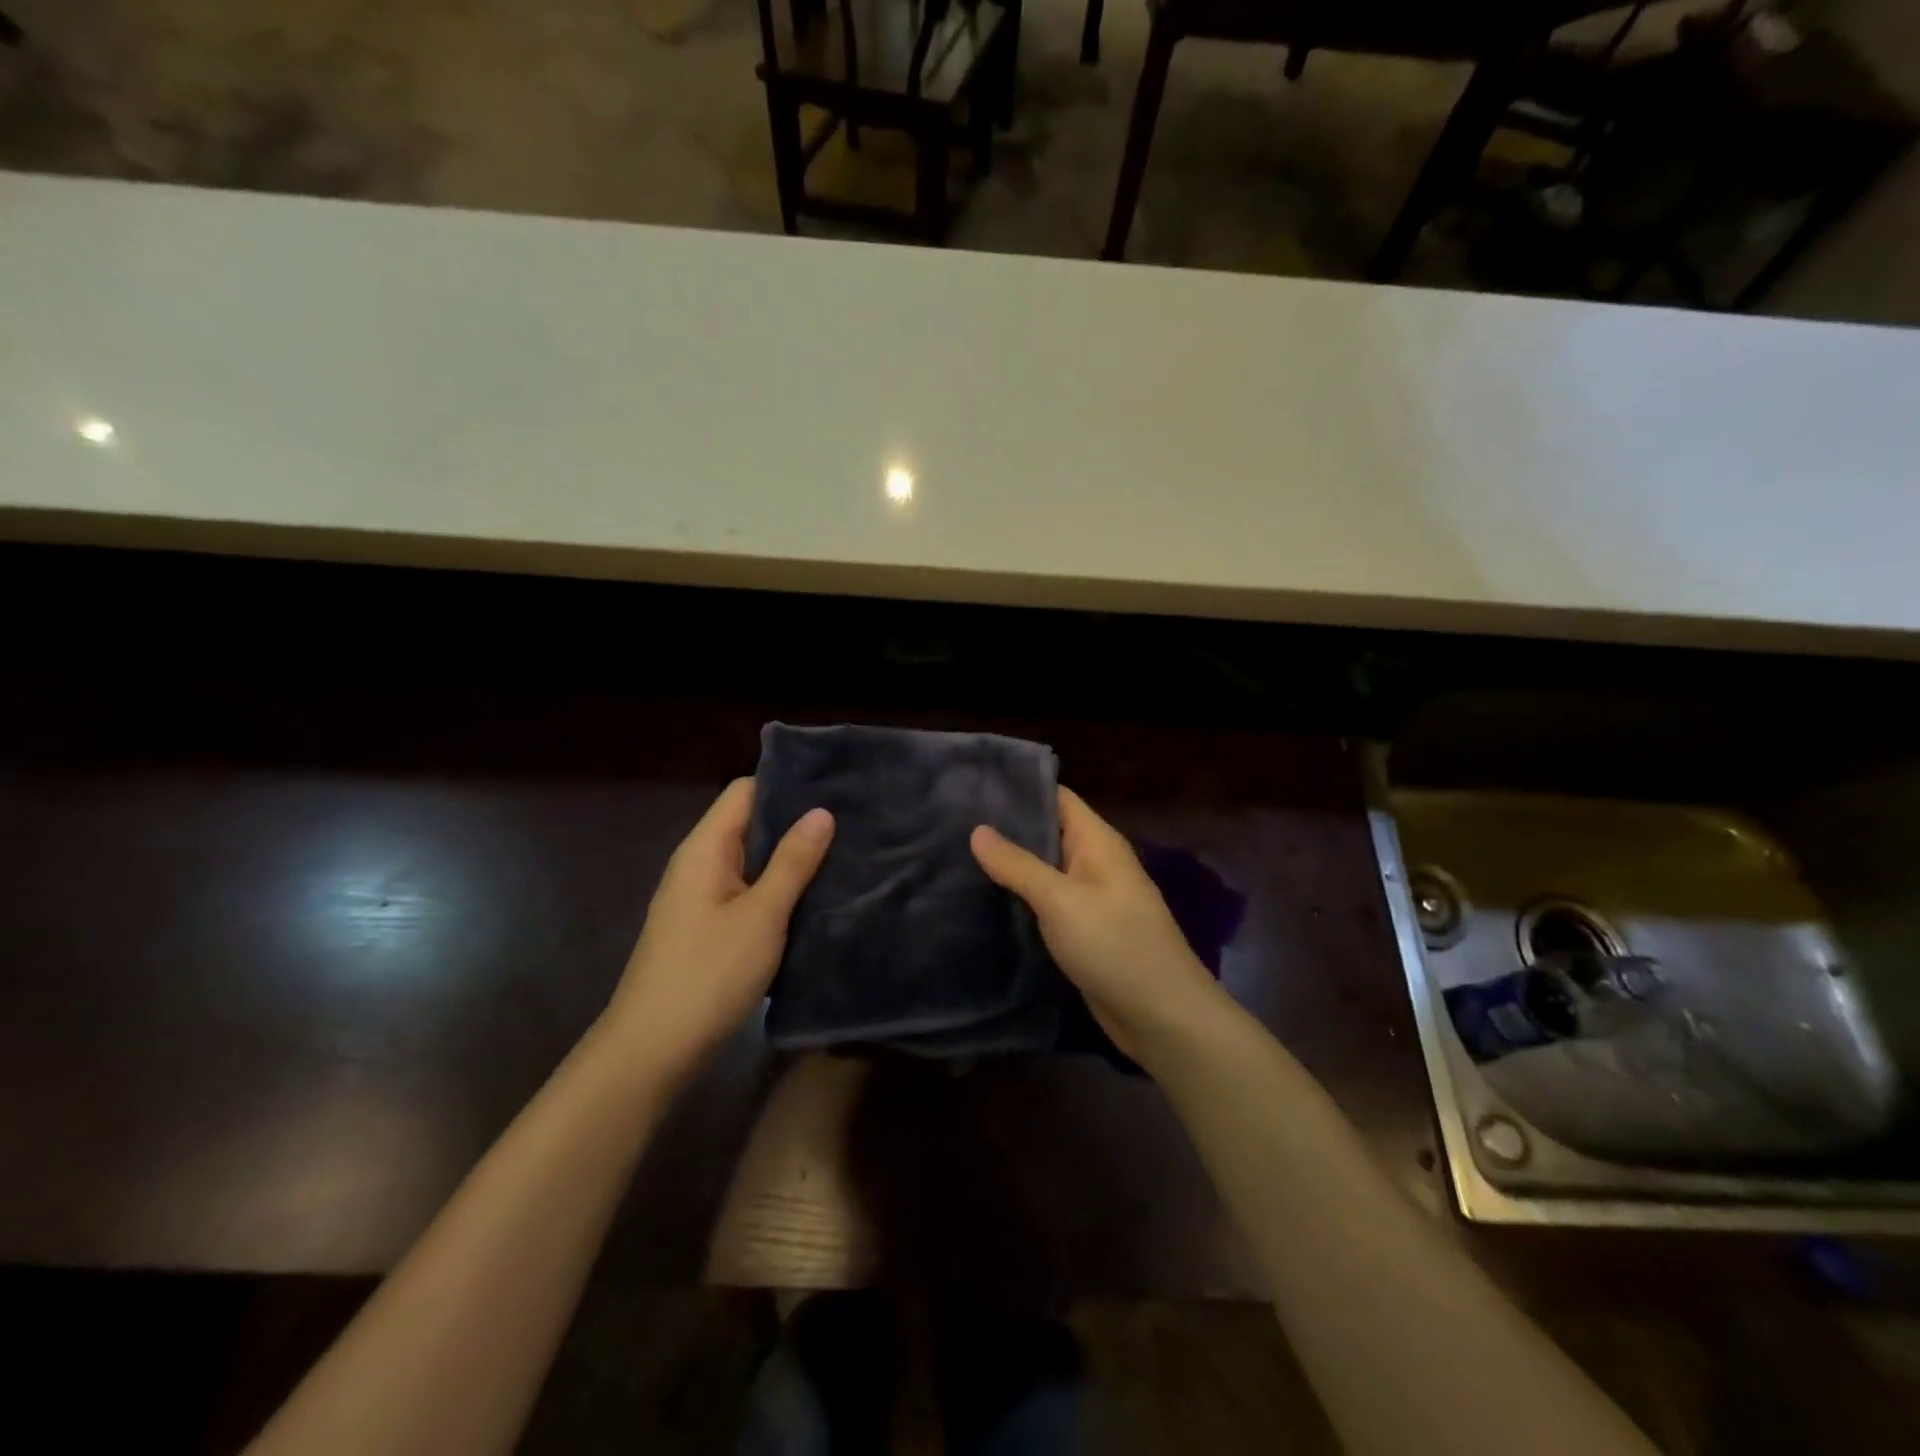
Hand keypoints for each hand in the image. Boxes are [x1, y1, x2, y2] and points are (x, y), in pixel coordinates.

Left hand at [602, 778, 832, 1084]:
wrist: (652, 1052)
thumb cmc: (708, 974)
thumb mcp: (761, 915)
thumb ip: (793, 862)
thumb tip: (822, 811)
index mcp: (705, 849)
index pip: (745, 791)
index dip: (786, 783)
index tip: (834, 786)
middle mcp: (700, 865)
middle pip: (750, 824)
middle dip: (797, 822)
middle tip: (852, 821)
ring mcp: (703, 899)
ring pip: (754, 862)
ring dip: (792, 859)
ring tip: (845, 853)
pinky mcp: (710, 929)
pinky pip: (750, 893)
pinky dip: (780, 890)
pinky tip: (816, 897)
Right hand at [971, 787, 1219, 1063]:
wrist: (1161, 1015)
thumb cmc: (1114, 944)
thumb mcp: (1060, 899)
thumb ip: (1017, 864)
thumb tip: (978, 830)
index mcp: (1098, 841)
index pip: (1057, 798)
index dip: (1019, 789)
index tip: (972, 789)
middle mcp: (1095, 862)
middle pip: (1048, 832)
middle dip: (1007, 829)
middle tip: (954, 825)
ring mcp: (1091, 898)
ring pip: (1045, 870)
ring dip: (1011, 866)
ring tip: (959, 857)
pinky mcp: (1084, 931)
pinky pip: (1048, 903)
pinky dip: (1021, 898)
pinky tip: (985, 899)